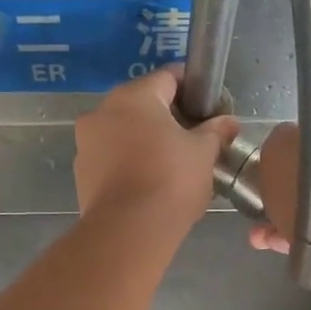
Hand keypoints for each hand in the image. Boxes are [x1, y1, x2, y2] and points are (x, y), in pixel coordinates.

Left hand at [74, 67, 241, 232]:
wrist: (128, 231)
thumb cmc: (171, 180)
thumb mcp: (203, 153)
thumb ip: (216, 131)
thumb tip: (229, 121)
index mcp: (134, 96)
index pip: (168, 77)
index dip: (193, 89)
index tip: (209, 107)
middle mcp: (103, 111)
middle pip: (142, 104)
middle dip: (168, 117)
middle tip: (193, 138)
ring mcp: (86, 142)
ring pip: (123, 131)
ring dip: (145, 140)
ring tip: (171, 164)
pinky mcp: (81, 172)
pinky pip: (111, 157)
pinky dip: (129, 162)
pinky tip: (149, 182)